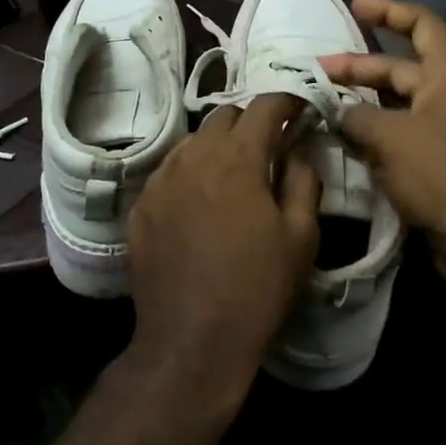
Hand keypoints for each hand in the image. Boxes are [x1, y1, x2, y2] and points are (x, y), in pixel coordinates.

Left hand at [126, 94, 321, 412]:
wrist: (190, 343)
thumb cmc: (256, 289)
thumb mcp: (301, 237)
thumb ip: (304, 179)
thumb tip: (298, 148)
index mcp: (237, 158)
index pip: (263, 106)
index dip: (286, 102)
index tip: (300, 109)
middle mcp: (194, 156)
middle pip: (224, 116)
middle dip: (250, 121)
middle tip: (269, 145)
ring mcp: (161, 179)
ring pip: (194, 140)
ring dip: (219, 144)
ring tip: (234, 172)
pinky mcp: (141, 204)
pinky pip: (170, 169)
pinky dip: (192, 170)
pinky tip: (201, 199)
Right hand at [320, 0, 445, 290]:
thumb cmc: (443, 173)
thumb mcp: (390, 137)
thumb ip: (355, 116)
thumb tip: (334, 111)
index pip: (420, 24)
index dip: (387, 11)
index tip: (353, 7)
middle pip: (399, 67)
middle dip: (358, 67)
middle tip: (316, 71)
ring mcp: (445, 129)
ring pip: (395, 104)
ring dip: (361, 103)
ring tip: (321, 104)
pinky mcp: (438, 161)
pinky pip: (399, 134)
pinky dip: (372, 133)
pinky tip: (341, 138)